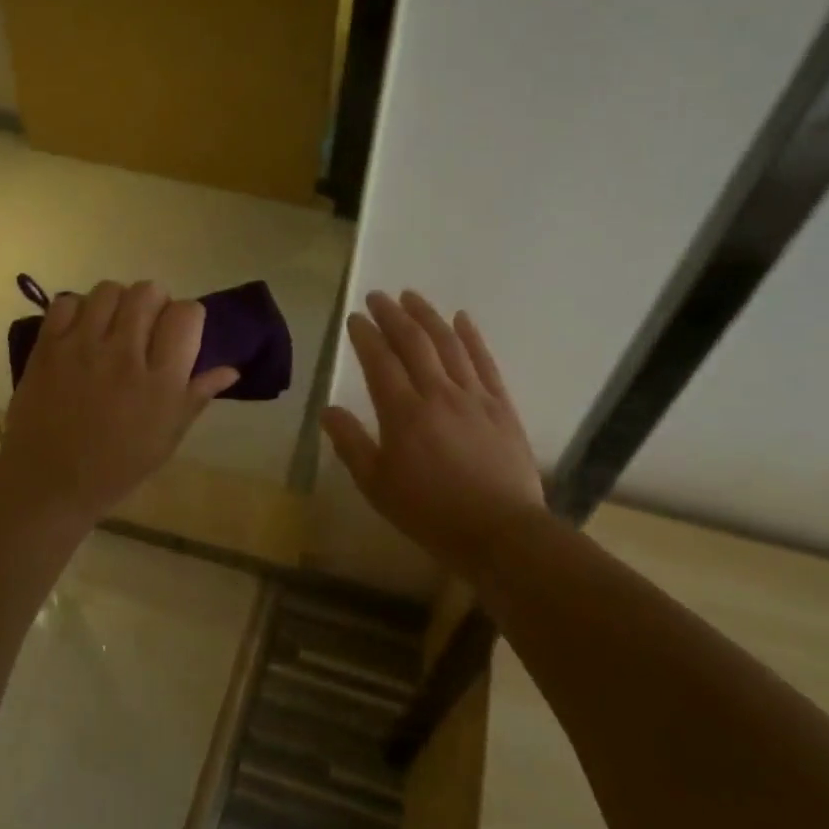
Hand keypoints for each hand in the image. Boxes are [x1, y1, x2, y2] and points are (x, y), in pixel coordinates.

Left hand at [0, 280, 238, 520]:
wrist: (49, 482)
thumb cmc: (117, 466)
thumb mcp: (168, 437)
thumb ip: (197, 395)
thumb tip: (231, 370)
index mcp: (161, 381)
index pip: (186, 314)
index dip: (188, 317)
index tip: (179, 332)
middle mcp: (125, 355)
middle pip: (149, 292)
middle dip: (154, 303)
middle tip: (146, 327)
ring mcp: (82, 347)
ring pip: (109, 290)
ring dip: (117, 302)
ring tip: (112, 325)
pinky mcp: (48, 347)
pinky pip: (67, 302)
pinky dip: (77, 309)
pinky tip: (81, 331)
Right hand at [322, 290, 544, 576]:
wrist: (501, 532)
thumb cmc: (431, 513)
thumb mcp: (377, 486)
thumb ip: (351, 444)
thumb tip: (327, 410)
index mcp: (403, 412)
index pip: (379, 360)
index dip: (366, 335)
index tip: (355, 317)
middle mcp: (438, 393)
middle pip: (413, 342)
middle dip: (393, 314)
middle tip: (378, 296)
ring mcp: (474, 396)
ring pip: (448, 343)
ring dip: (428, 316)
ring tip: (412, 297)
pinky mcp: (501, 405)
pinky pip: (484, 361)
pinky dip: (472, 336)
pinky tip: (463, 318)